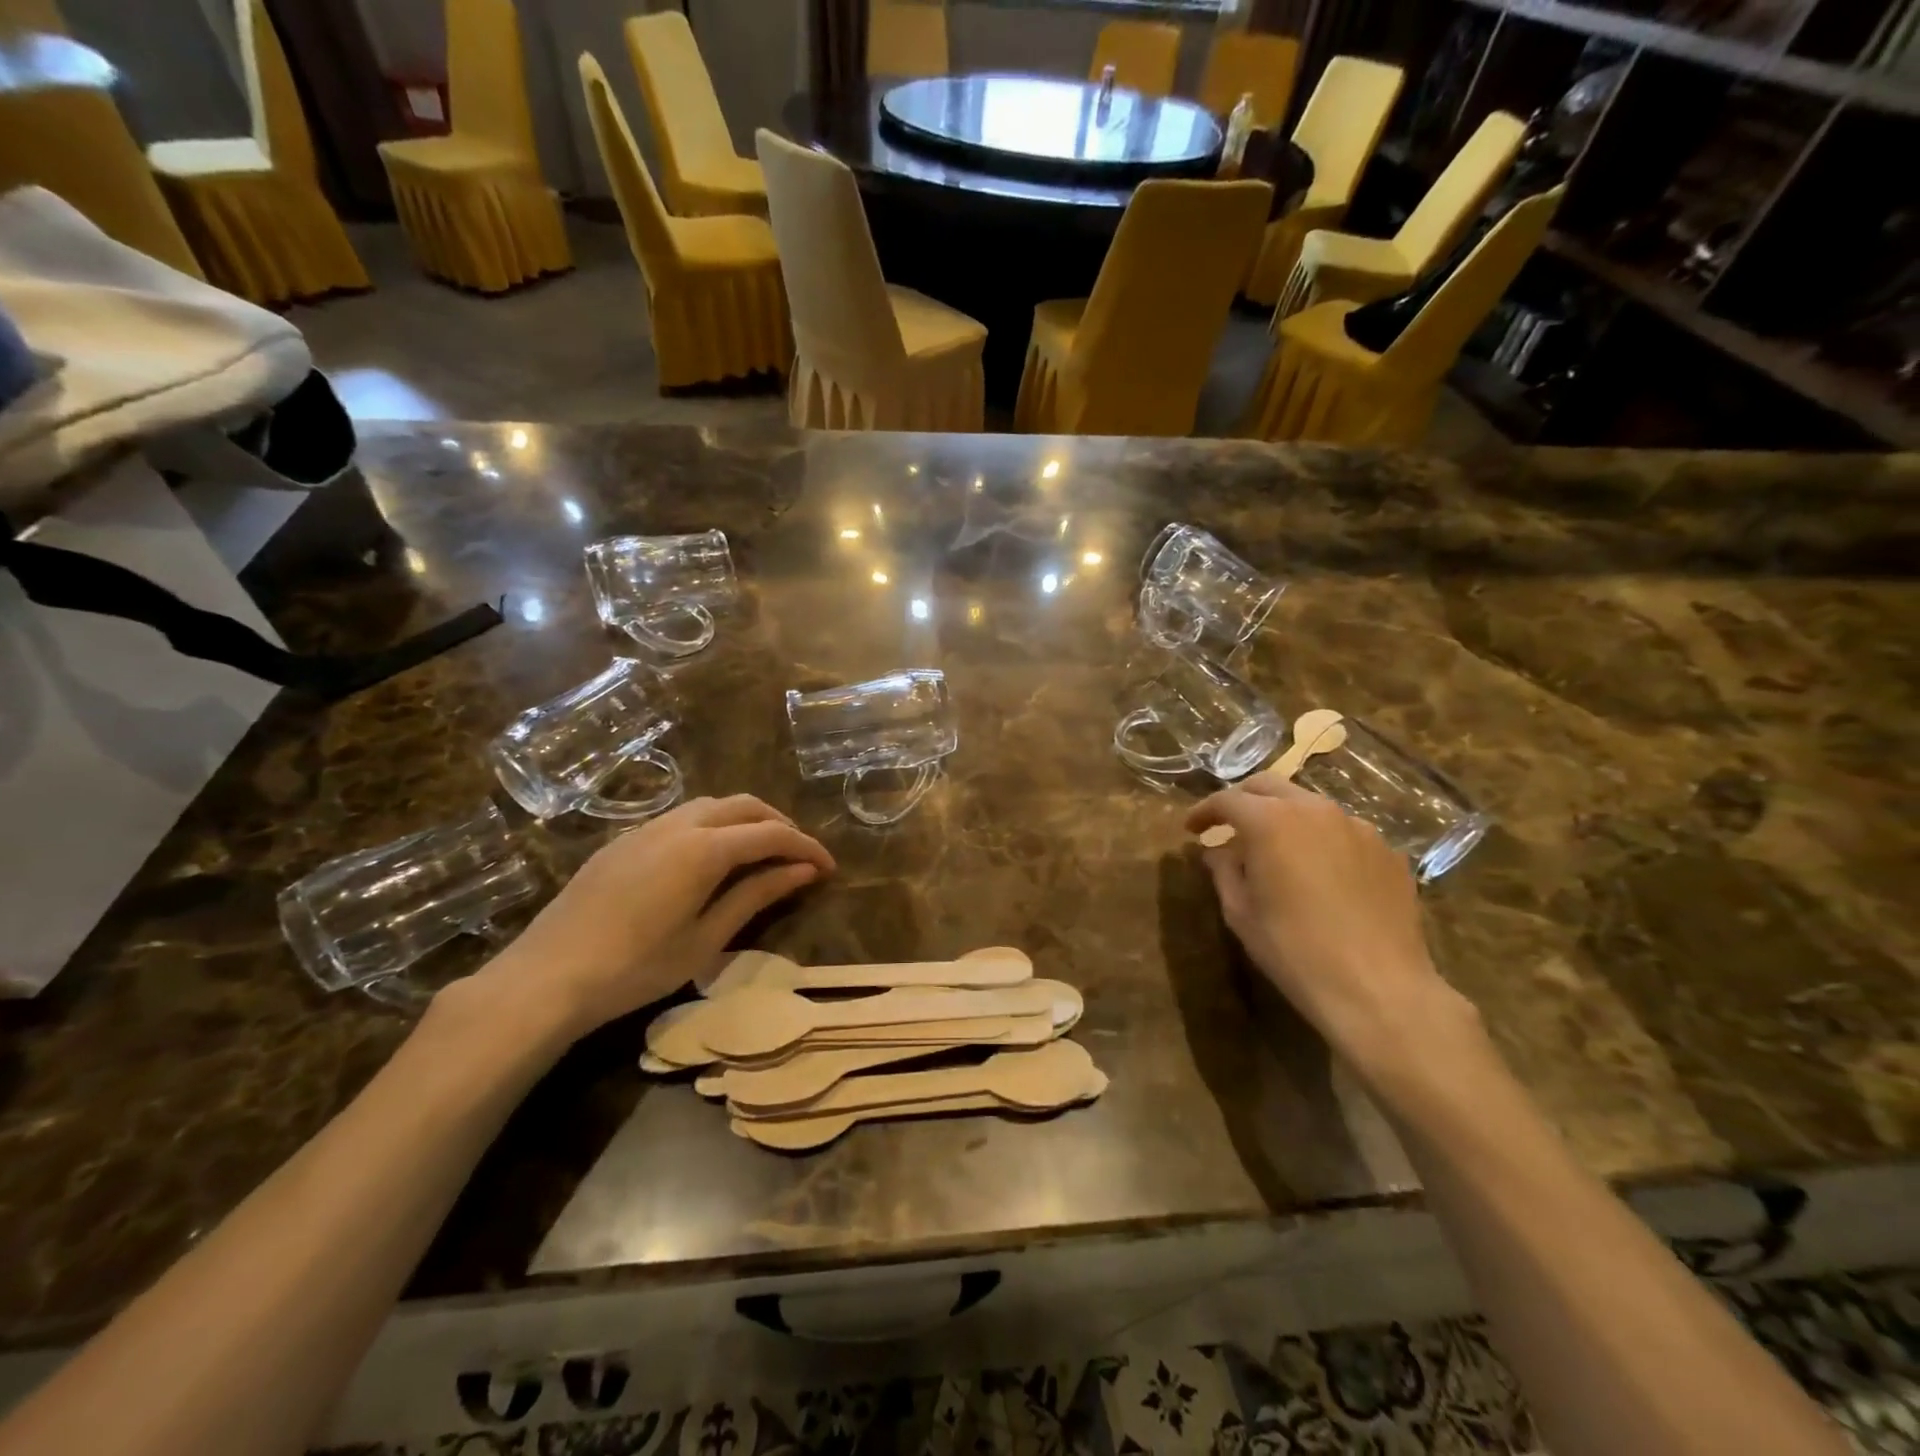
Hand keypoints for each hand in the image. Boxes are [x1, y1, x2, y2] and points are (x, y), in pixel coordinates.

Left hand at [462, 795, 833, 1039]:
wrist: (546, 977)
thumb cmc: (636, 968)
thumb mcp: (706, 938)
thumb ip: (757, 896)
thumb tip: (803, 871)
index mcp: (705, 849)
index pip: (772, 834)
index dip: (806, 847)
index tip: (829, 868)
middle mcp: (680, 824)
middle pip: (745, 806)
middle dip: (780, 824)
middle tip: (799, 857)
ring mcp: (647, 828)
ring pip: (712, 805)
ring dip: (746, 820)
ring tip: (762, 854)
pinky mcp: (624, 840)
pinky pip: (683, 816)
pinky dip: (714, 825)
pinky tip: (712, 857)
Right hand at [1184, 779, 1474, 1066]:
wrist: (1378, 987)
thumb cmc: (1294, 950)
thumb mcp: (1241, 913)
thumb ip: (1224, 871)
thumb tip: (1218, 852)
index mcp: (1271, 822)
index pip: (1228, 800)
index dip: (1204, 811)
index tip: (1192, 829)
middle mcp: (1315, 810)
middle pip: (1269, 786)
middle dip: (1243, 801)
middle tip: (1227, 826)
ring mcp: (1357, 827)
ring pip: (1309, 805)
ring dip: (1283, 816)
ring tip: (1274, 848)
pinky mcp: (1387, 850)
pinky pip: (1342, 831)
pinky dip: (1319, 839)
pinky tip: (1317, 871)